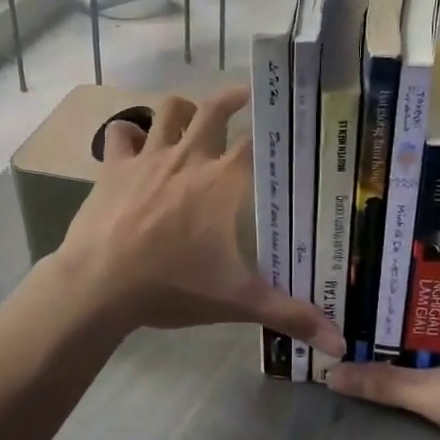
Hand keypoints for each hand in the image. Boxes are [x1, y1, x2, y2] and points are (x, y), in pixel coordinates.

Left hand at [49, 86, 343, 356]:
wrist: (99, 284)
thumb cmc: (172, 286)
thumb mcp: (237, 302)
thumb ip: (289, 315)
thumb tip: (340, 342)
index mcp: (223, 181)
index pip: (259, 141)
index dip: (276, 128)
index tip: (289, 123)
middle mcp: (189, 157)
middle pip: (215, 108)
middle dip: (234, 97)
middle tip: (247, 96)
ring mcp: (148, 157)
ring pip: (169, 110)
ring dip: (183, 109)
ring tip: (193, 115)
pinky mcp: (113, 166)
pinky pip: (121, 133)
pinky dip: (130, 133)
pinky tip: (135, 143)